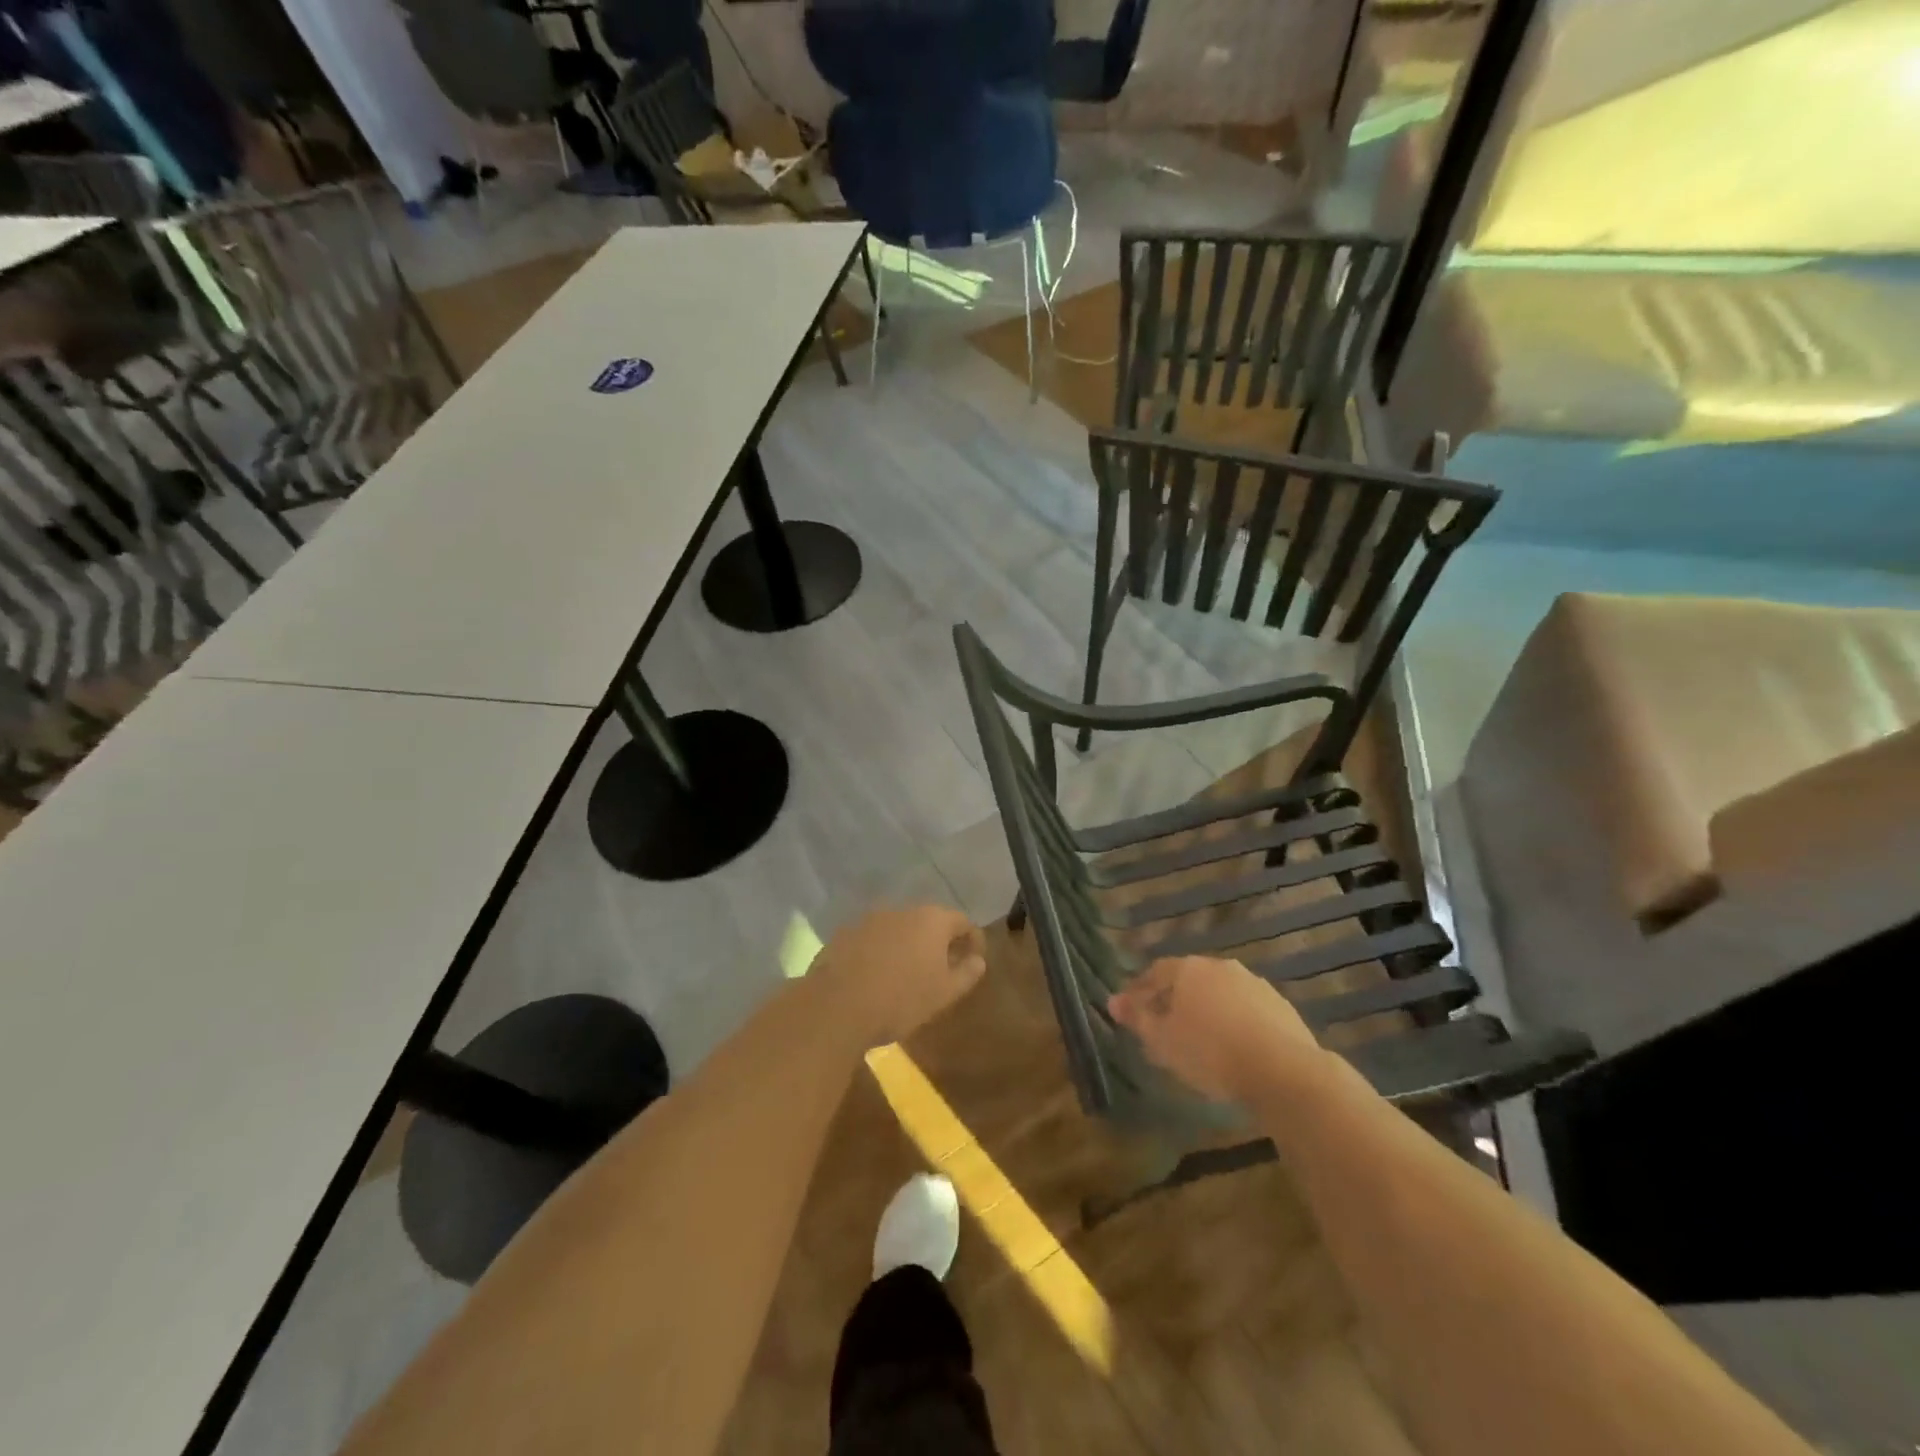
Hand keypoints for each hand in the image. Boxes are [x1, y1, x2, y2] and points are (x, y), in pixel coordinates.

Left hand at [812, 904, 986, 1046]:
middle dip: (939, 942)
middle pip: (929, 921)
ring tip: (908, 973)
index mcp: (932, 920)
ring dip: (908, 945)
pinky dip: (881, 951)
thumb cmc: (901, 999)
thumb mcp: (944, 993)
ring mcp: (870, 919)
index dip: (973, 940)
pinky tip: (877, 975)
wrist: (836, 1006)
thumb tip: (978, 960)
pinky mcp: (845, 933)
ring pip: (899, 928)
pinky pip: (873, 939)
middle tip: (943, 968)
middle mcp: (902, 910)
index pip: (962, 921)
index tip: (974, 960)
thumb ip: (966, 973)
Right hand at [1109, 955, 1324, 1103]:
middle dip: (1174, 999)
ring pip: (1219, 993)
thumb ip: (1137, 1018)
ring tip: (1199, 1039)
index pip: (1155, 972)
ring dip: (1206, 1010)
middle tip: (1164, 1025)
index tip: (1131, 1009)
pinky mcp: (1280, 1006)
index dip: (1141, 989)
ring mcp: (1254, 984)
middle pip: (1189, 979)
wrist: (1283, 1070)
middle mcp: (1220, 967)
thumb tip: (1112, 1001)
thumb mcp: (1162, 1041)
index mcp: (1188, 969)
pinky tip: (1233, 1046)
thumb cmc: (1210, 1052)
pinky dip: (1233, 1022)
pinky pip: (1246, 1010)